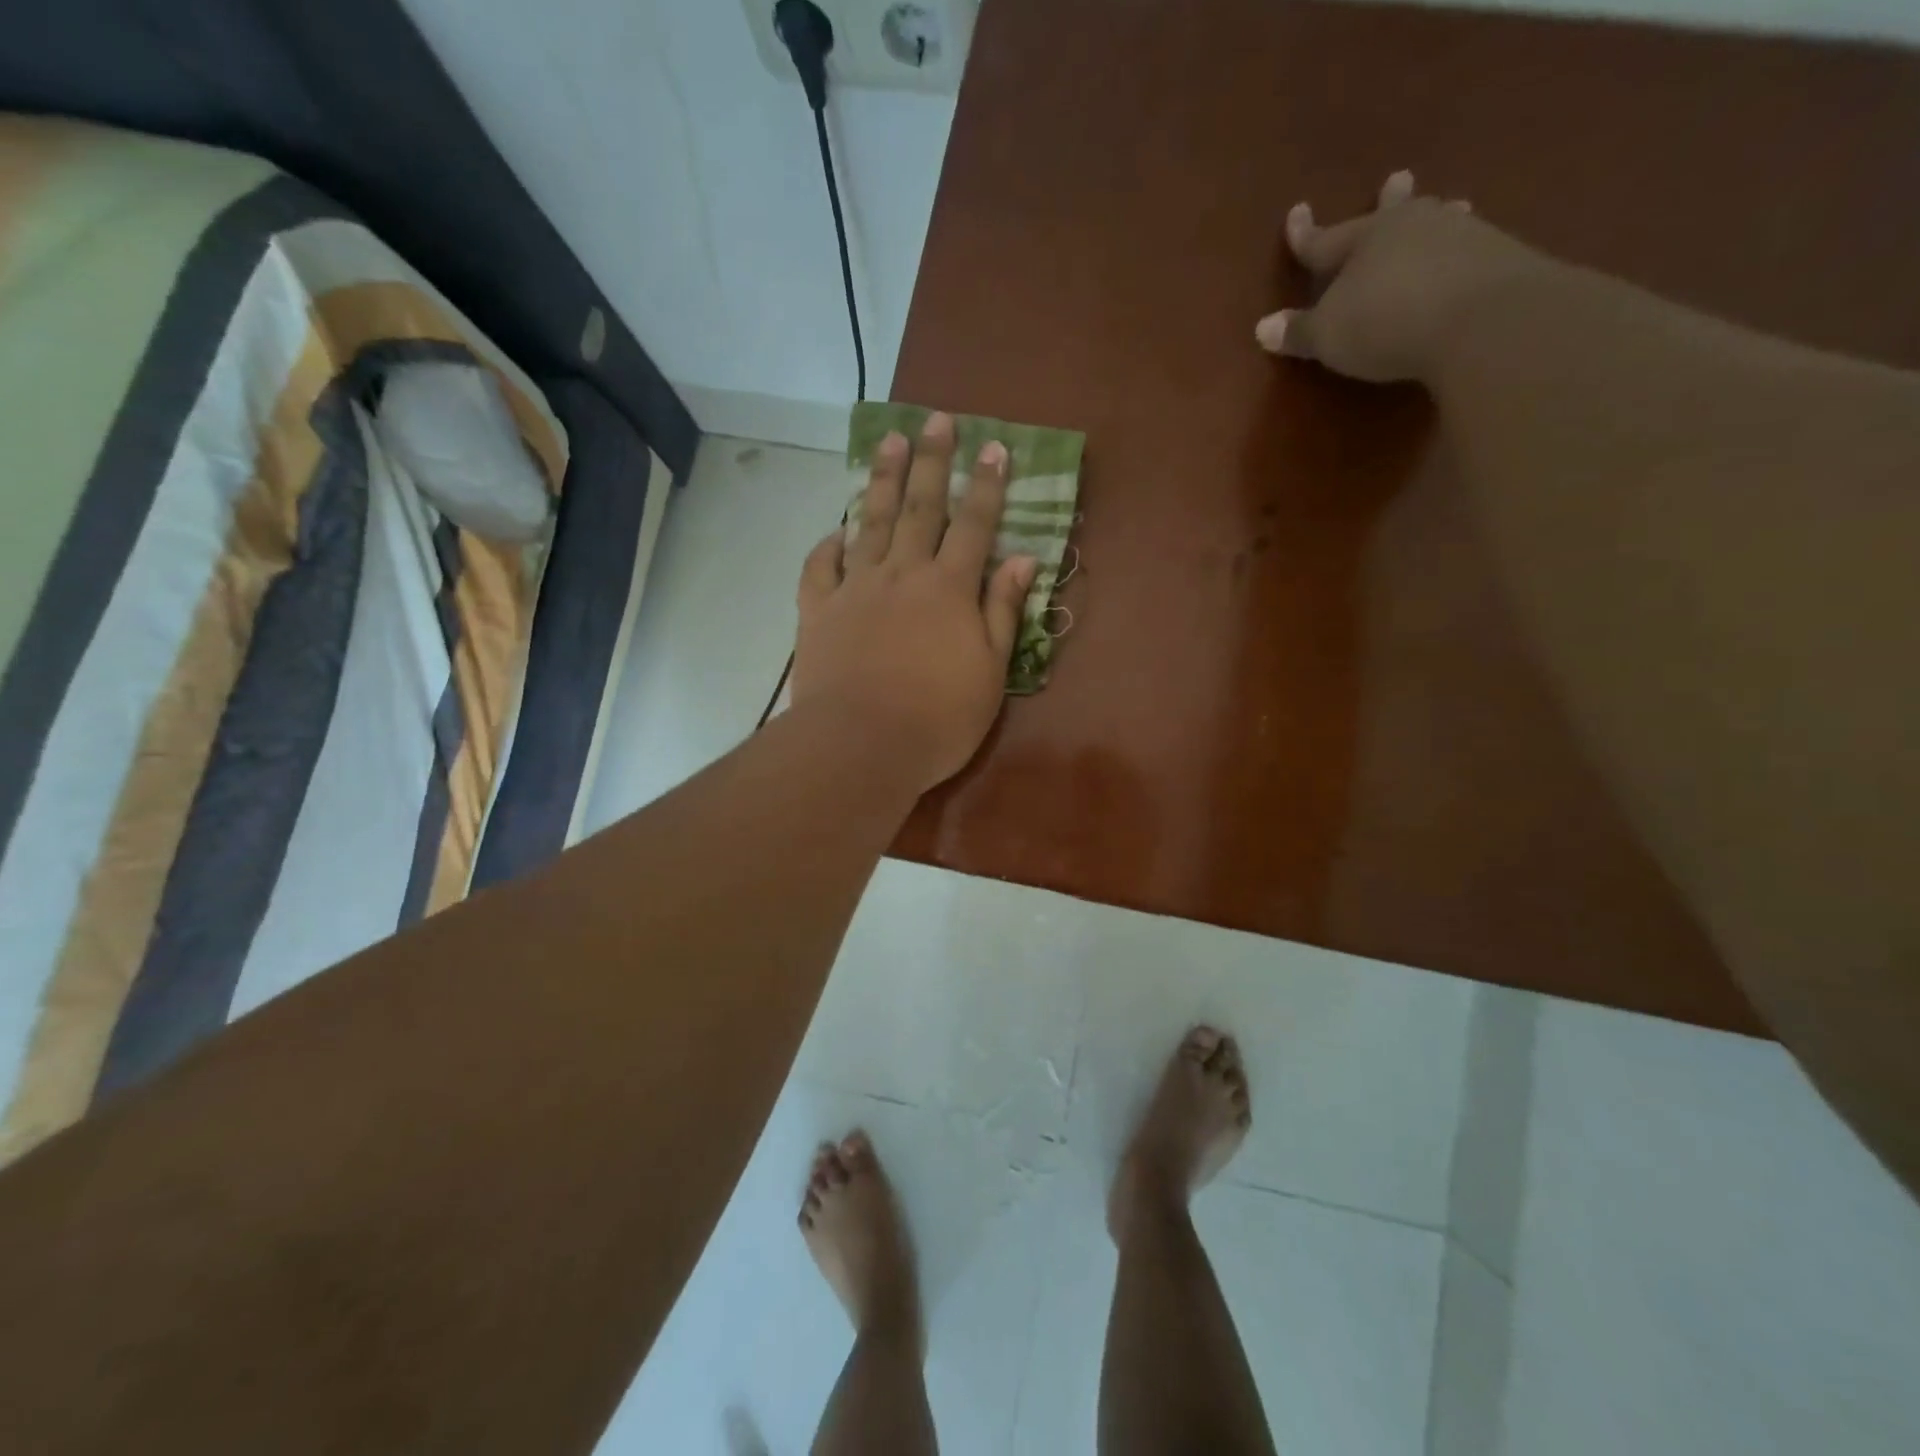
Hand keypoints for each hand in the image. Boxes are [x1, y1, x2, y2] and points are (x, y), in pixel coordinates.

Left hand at [792, 413, 1035, 794]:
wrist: (860, 745)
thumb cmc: (938, 718)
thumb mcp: (990, 672)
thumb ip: (1002, 611)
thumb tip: (1022, 559)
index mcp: (949, 589)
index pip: (974, 525)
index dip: (987, 485)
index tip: (994, 447)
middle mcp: (903, 574)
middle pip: (919, 507)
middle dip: (932, 461)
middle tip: (936, 419)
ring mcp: (856, 589)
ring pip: (870, 522)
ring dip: (881, 479)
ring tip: (889, 440)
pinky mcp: (819, 611)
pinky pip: (820, 567)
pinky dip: (828, 545)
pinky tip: (836, 530)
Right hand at [1256, 169, 1549, 383]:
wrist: (1480, 320)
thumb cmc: (1385, 323)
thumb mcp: (1329, 335)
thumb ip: (1298, 331)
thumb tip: (1262, 328)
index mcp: (1365, 239)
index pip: (1324, 239)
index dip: (1305, 234)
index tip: (1296, 212)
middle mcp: (1412, 225)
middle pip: (1392, 214)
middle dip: (1388, 200)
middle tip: (1397, 177)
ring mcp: (1460, 236)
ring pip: (1437, 223)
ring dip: (1434, 219)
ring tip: (1447, 205)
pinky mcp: (1497, 257)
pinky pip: (1467, 249)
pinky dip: (1459, 252)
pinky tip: (1465, 256)